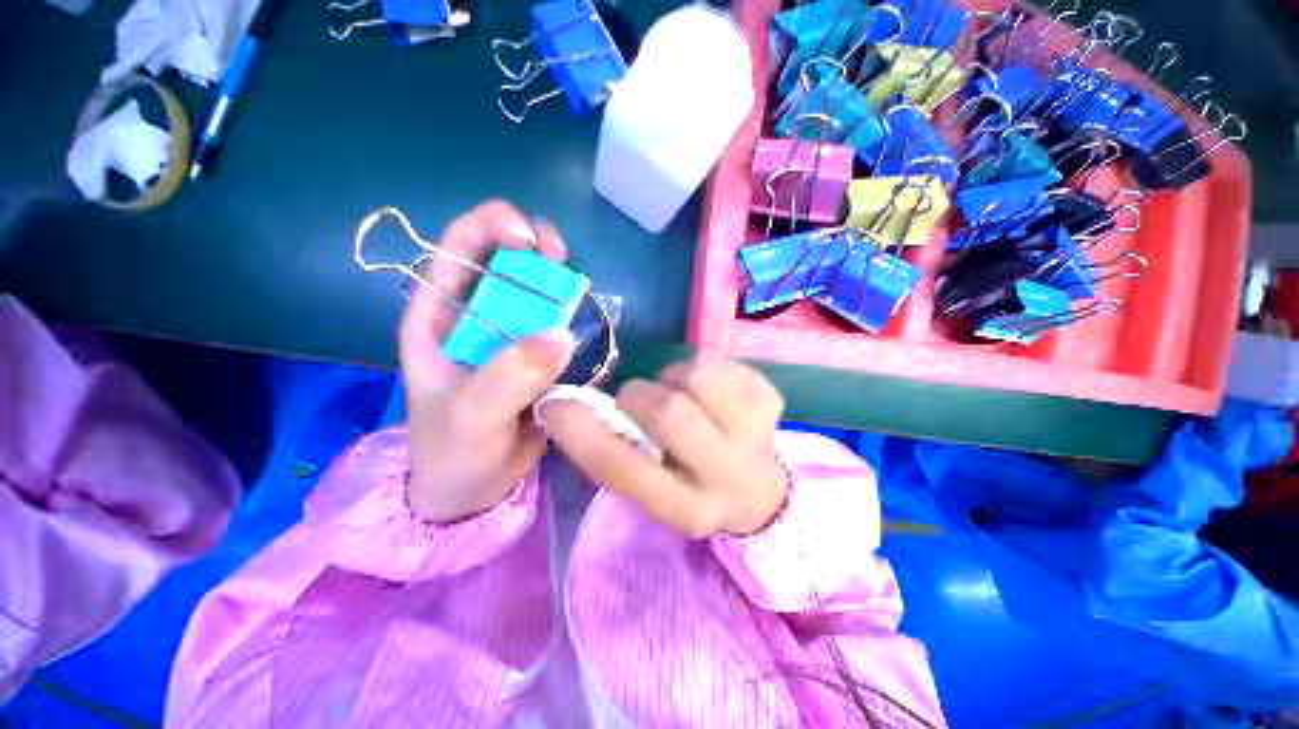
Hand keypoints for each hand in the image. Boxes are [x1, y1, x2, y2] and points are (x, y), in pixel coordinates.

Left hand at [400, 201, 573, 522]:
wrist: (476, 487)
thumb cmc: (455, 451)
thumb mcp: (471, 417)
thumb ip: (509, 376)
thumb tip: (562, 336)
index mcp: (440, 316)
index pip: (459, 248)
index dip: (491, 226)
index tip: (528, 238)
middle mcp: (478, 316)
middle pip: (507, 259)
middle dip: (536, 248)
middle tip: (561, 258)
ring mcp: (513, 334)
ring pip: (541, 291)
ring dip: (562, 284)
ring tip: (582, 293)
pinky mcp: (541, 354)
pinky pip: (563, 324)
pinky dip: (579, 320)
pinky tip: (591, 329)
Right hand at [539, 357, 787, 537]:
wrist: (756, 488)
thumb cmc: (689, 483)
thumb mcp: (649, 484)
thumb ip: (613, 452)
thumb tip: (568, 405)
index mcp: (683, 508)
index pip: (622, 469)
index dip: (582, 432)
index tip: (557, 403)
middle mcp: (724, 477)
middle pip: (668, 411)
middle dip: (641, 395)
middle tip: (642, 398)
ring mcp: (757, 434)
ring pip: (696, 375)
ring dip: (674, 377)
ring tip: (682, 395)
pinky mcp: (771, 400)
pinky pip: (718, 361)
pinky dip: (702, 368)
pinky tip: (711, 394)